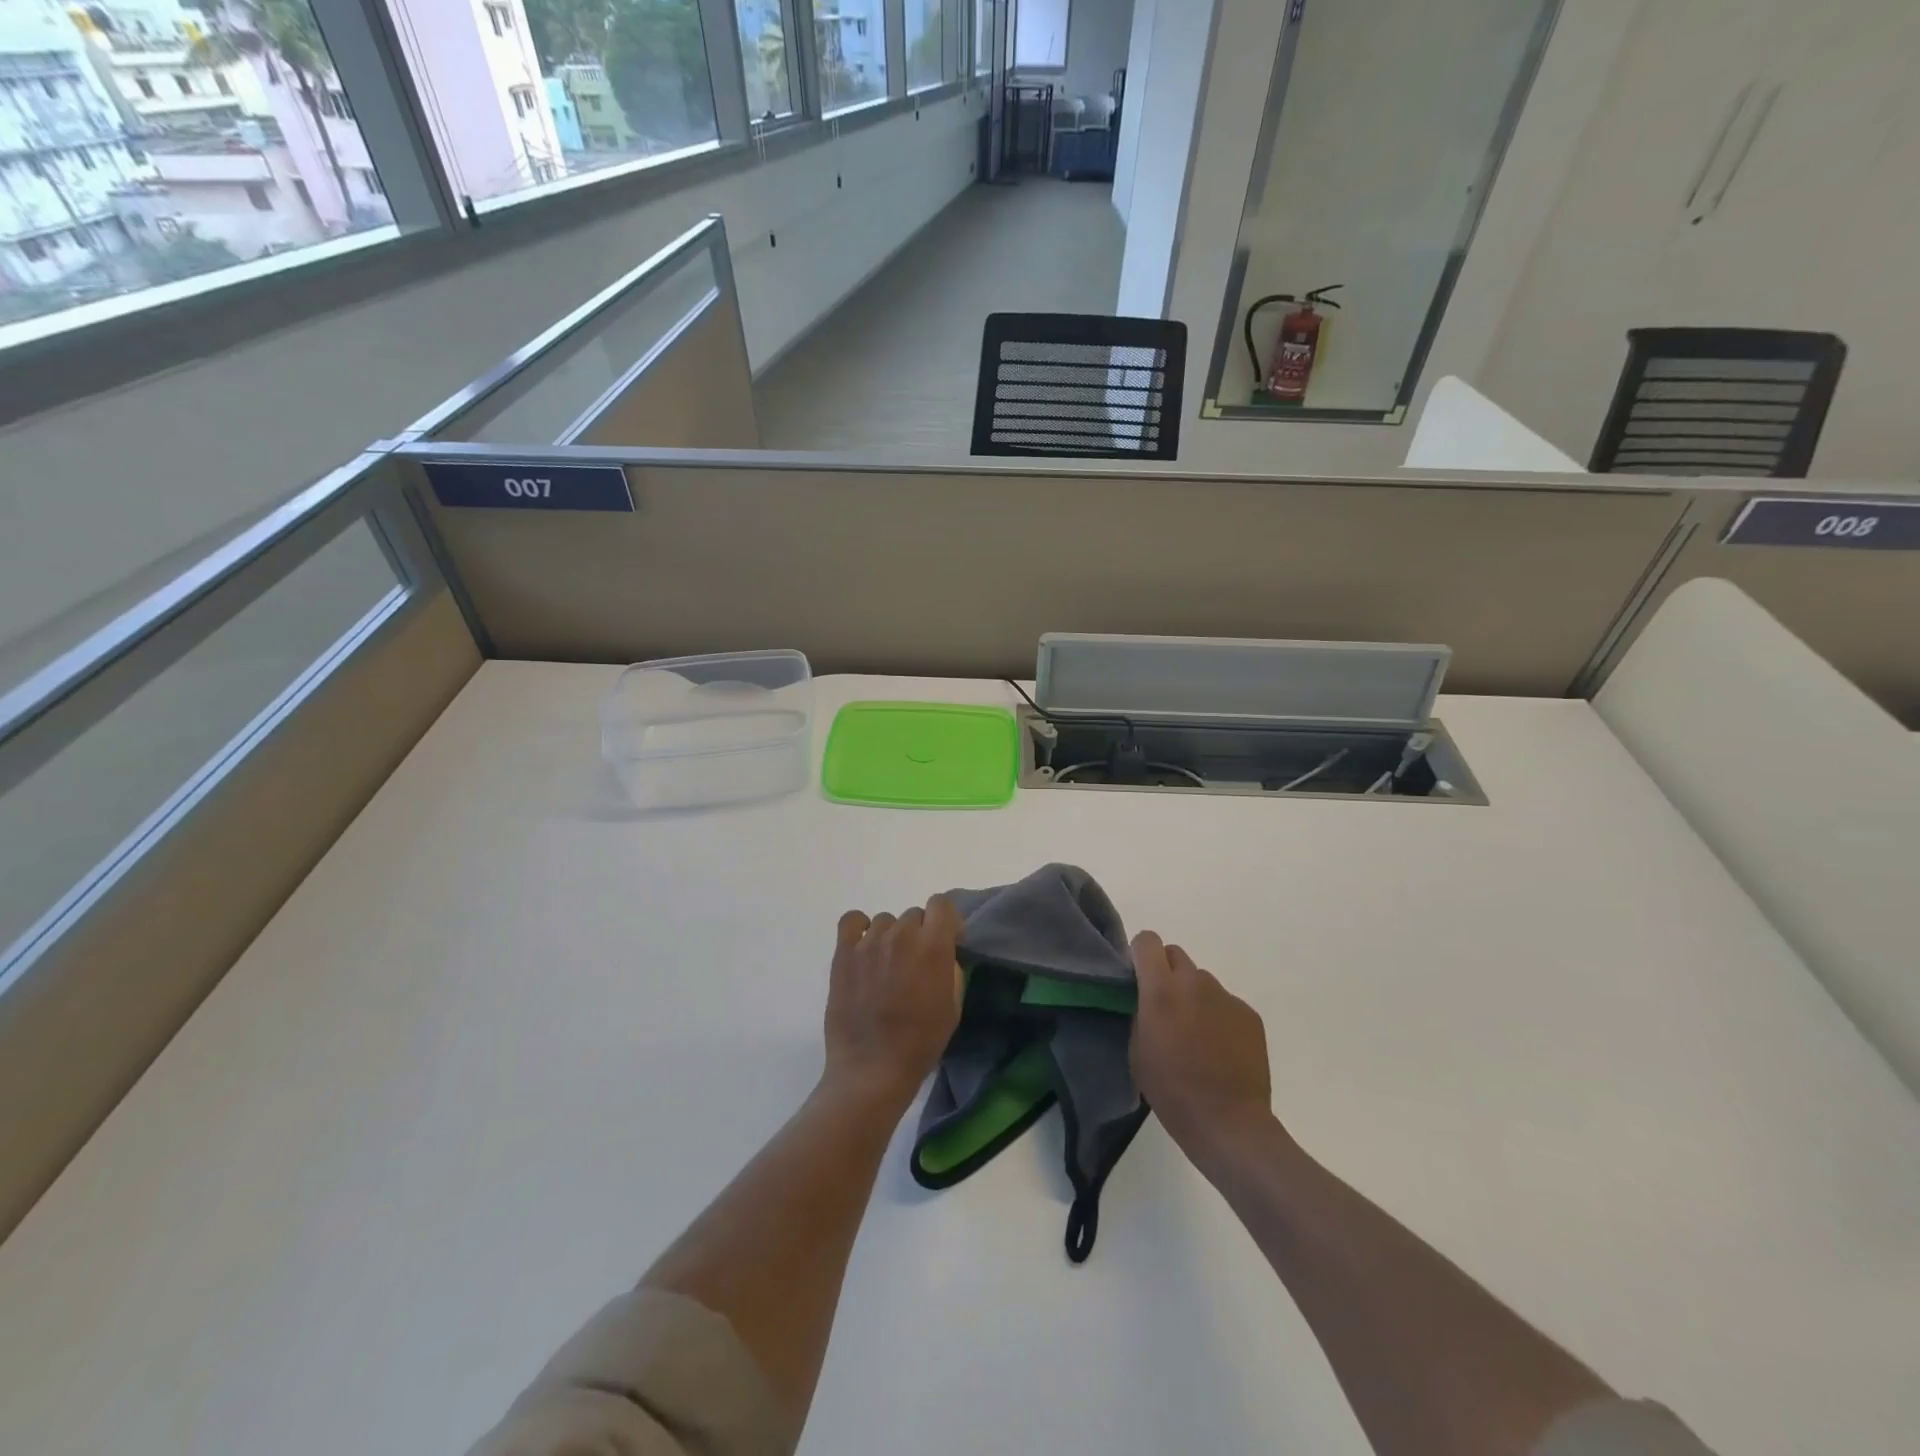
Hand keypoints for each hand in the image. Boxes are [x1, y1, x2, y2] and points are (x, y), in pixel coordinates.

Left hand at [823, 897, 964, 1108]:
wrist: (872, 1068)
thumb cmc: (920, 1043)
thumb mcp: (953, 1007)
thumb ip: (950, 969)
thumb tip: (942, 953)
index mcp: (933, 946)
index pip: (942, 905)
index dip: (947, 921)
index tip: (947, 941)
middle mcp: (902, 935)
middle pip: (914, 915)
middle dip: (919, 935)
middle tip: (914, 965)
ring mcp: (869, 942)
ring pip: (886, 921)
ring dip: (892, 937)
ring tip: (886, 967)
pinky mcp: (843, 953)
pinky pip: (852, 921)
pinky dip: (859, 928)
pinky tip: (864, 948)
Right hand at [1130, 931, 1276, 1164]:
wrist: (1229, 1123)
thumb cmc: (1172, 1091)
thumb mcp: (1137, 1050)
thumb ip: (1140, 1012)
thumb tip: (1146, 998)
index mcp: (1161, 990)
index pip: (1147, 941)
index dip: (1140, 954)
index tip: (1138, 977)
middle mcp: (1194, 983)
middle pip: (1175, 955)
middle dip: (1166, 973)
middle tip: (1166, 1007)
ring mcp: (1226, 997)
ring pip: (1202, 981)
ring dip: (1194, 996)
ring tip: (1196, 1035)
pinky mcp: (1249, 1014)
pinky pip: (1225, 1003)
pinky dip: (1218, 1016)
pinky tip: (1220, 1048)